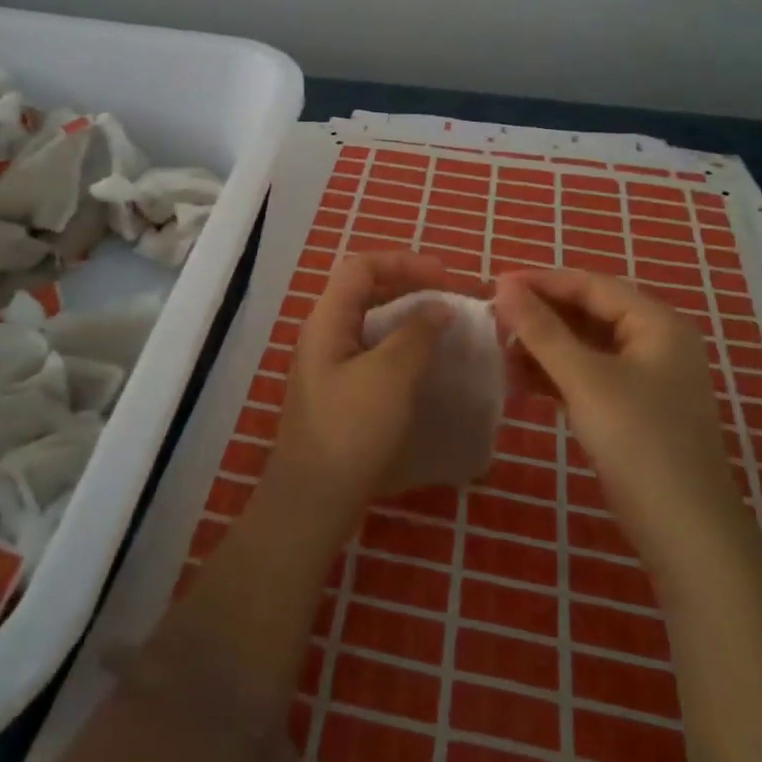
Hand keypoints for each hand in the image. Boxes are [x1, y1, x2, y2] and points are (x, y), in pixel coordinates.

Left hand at [268, 252, 451, 527]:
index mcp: (328, 320)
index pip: (361, 266)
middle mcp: (324, 334)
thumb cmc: (351, 428)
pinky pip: (372, 353)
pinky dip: (400, 348)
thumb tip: (439, 306)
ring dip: (406, 318)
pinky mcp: (340, 393)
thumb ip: (417, 334)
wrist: (314, 499)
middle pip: (365, 291)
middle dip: (407, 286)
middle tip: (447, 299)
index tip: (443, 277)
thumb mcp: (390, 375)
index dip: (403, 262)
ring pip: (370, 323)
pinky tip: (424, 366)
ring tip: (442, 329)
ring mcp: (330, 365)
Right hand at [493, 269, 736, 556]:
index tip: (494, 286)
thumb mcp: (585, 379)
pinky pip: (589, 376)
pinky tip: (522, 384)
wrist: (687, 534)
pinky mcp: (633, 410)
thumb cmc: (639, 442)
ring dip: (544, 349)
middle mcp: (655, 342)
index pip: (591, 285)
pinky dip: (557, 376)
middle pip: (588, 313)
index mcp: (656, 323)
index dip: (542, 282)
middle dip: (541, 318)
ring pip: (585, 347)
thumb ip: (542, 330)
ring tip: (501, 356)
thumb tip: (504, 285)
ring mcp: (646, 378)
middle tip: (493, 322)